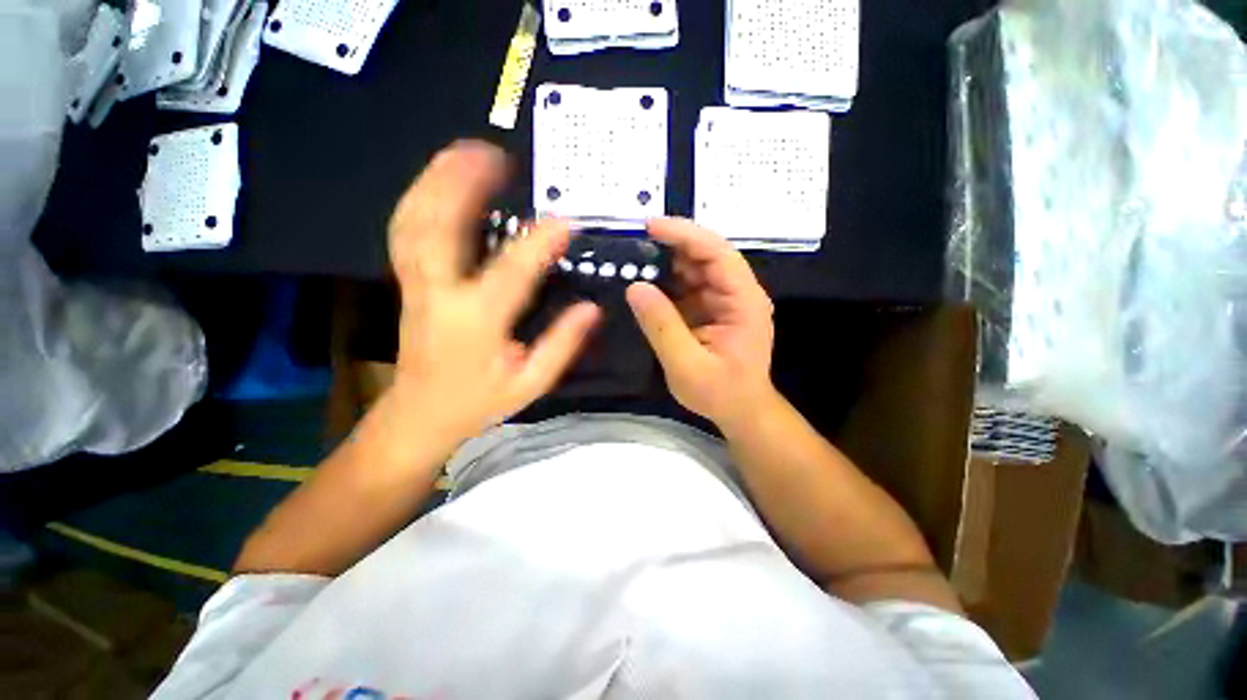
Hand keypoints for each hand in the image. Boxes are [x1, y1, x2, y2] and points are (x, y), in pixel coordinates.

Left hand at [386, 141, 600, 450]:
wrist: (419, 416)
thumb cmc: (478, 401)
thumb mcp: (530, 383)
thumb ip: (562, 344)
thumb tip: (592, 308)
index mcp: (476, 322)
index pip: (511, 272)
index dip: (538, 243)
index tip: (565, 221)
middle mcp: (439, 294)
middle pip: (438, 226)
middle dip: (461, 183)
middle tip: (493, 153)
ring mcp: (415, 284)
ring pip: (414, 220)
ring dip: (436, 180)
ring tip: (465, 153)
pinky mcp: (408, 282)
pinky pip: (406, 230)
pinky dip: (420, 199)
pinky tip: (439, 183)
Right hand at [625, 218, 774, 429]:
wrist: (741, 411)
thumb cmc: (721, 393)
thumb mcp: (687, 365)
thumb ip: (662, 326)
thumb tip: (635, 287)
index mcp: (744, 301)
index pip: (717, 253)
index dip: (685, 234)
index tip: (650, 226)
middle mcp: (738, 292)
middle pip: (705, 255)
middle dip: (670, 245)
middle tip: (632, 243)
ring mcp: (725, 299)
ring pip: (694, 268)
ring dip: (665, 263)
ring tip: (632, 260)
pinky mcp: (711, 308)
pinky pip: (687, 286)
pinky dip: (665, 282)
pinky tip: (644, 283)